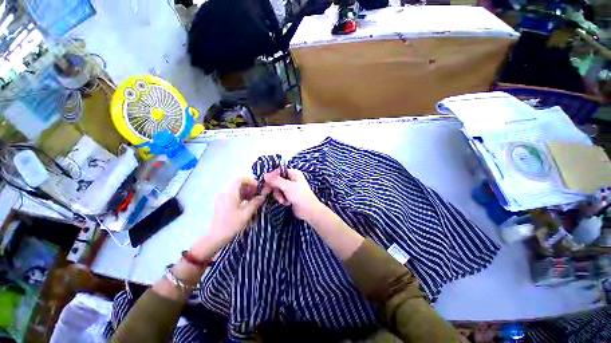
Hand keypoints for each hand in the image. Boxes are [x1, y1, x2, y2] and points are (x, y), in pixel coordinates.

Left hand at [198, 178, 269, 253]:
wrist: (216, 235)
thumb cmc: (231, 224)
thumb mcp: (245, 214)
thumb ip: (254, 203)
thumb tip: (262, 196)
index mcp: (230, 193)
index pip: (239, 179)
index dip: (250, 181)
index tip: (258, 188)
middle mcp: (224, 192)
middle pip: (237, 184)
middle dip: (248, 187)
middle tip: (257, 195)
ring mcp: (221, 198)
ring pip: (234, 190)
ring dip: (244, 193)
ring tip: (253, 201)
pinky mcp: (220, 204)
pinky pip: (231, 196)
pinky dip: (239, 198)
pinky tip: (245, 206)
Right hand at [264, 168, 324, 222]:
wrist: (308, 210)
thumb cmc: (300, 196)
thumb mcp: (287, 186)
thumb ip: (275, 180)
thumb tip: (265, 175)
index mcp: (293, 173)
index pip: (279, 171)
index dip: (272, 177)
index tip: (267, 183)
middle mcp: (292, 179)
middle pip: (277, 181)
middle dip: (276, 189)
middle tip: (272, 194)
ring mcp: (291, 188)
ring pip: (277, 189)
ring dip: (279, 196)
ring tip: (284, 200)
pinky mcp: (289, 196)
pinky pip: (281, 195)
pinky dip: (282, 199)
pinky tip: (287, 203)